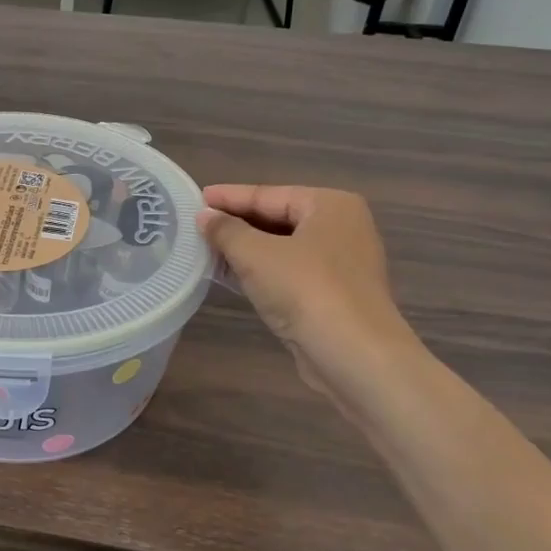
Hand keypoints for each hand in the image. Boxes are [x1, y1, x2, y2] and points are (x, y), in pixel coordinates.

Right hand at [197, 184, 415, 397]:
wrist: (355, 356)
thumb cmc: (306, 290)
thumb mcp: (255, 254)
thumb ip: (226, 230)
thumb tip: (204, 216)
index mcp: (330, 205)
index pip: (268, 194)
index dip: (229, 197)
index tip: (195, 198)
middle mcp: (342, 228)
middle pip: (277, 219)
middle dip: (236, 224)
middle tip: (196, 225)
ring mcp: (342, 264)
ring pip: (282, 248)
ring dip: (245, 250)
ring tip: (205, 249)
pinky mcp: (335, 295)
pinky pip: (289, 272)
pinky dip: (260, 271)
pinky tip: (231, 275)